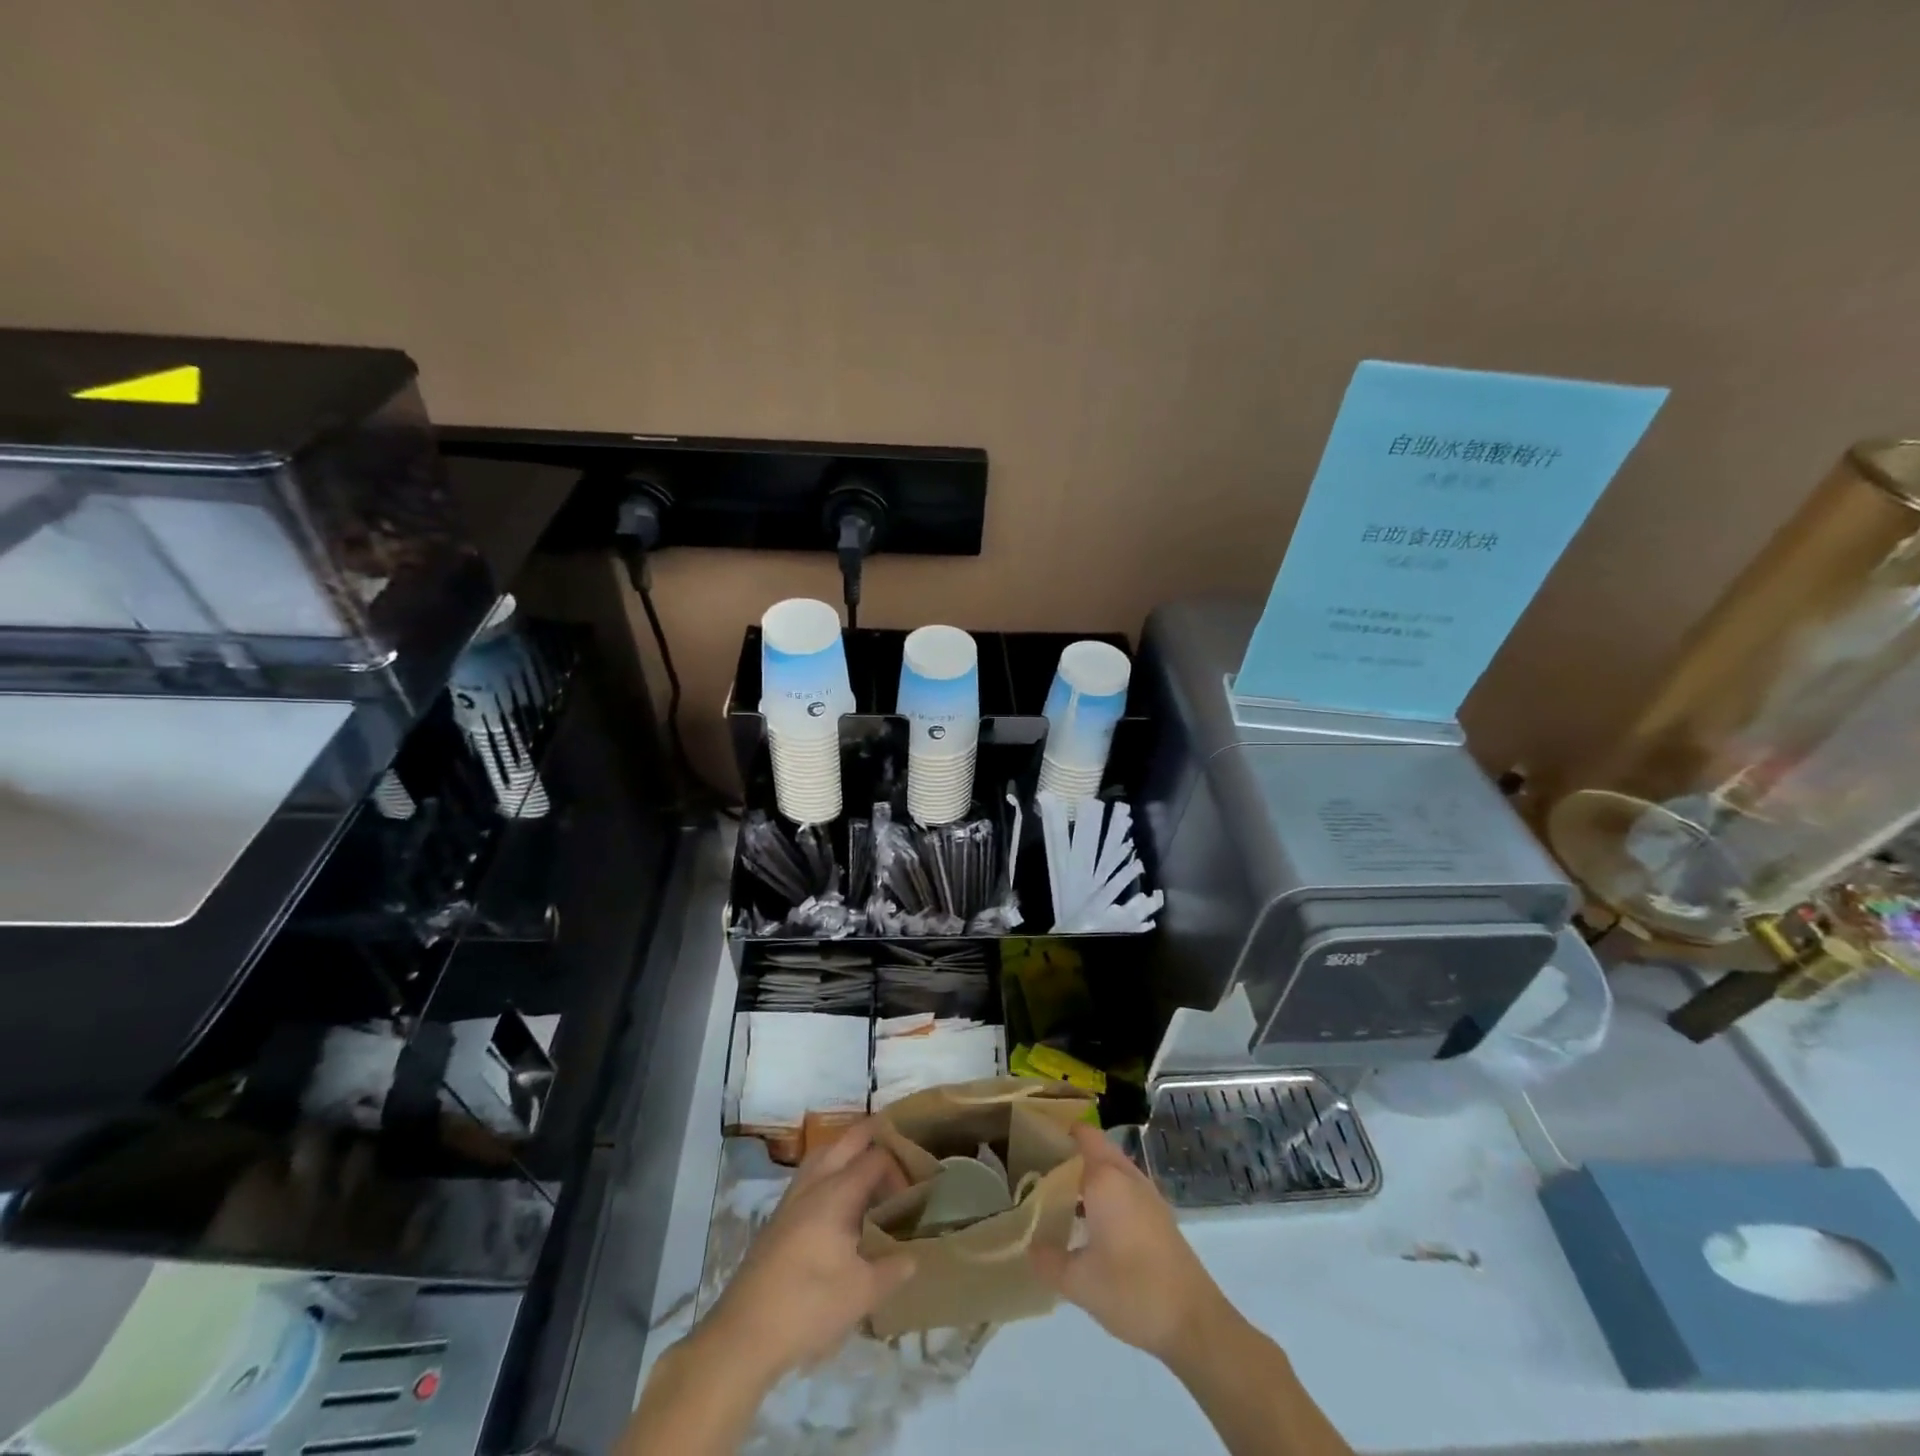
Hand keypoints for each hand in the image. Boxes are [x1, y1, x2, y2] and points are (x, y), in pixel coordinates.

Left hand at [699, 1121, 915, 1385]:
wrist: (744, 1334)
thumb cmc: (808, 1306)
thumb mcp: (861, 1295)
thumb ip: (892, 1270)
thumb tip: (914, 1257)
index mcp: (837, 1193)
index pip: (876, 1158)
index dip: (899, 1169)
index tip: (911, 1197)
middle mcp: (814, 1184)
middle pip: (846, 1140)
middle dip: (873, 1136)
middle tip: (897, 1149)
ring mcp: (792, 1198)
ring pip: (823, 1154)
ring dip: (847, 1152)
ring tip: (867, 1173)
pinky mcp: (778, 1218)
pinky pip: (809, 1175)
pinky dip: (829, 1172)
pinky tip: (837, 1205)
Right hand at [1031, 1122, 1231, 1362]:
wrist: (1194, 1322)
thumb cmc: (1131, 1291)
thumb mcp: (1078, 1283)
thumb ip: (1048, 1260)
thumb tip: (1028, 1247)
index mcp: (1106, 1180)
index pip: (1084, 1135)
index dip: (1063, 1130)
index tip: (1038, 1136)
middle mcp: (1128, 1178)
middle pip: (1099, 1149)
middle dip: (1074, 1152)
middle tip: (1044, 1166)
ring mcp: (1149, 1196)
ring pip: (1115, 1170)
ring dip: (1093, 1174)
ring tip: (1063, 1194)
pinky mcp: (1161, 1218)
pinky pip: (1128, 1190)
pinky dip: (1109, 1193)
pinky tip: (1095, 1223)